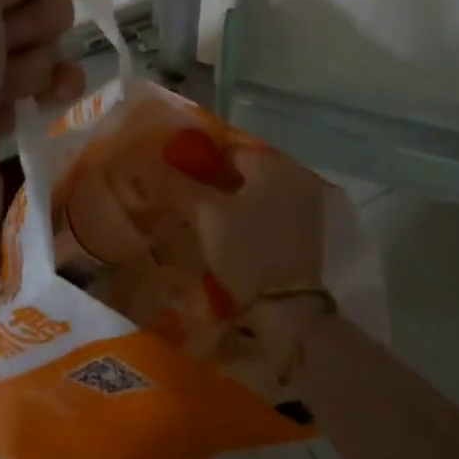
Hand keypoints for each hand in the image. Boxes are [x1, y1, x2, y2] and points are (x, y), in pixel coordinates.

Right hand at [192, 148, 331, 375]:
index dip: (198, 164)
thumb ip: (178, 186)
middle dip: (215, 184)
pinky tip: (232, 237)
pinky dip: (250, 218)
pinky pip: (270, 212)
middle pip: (243, 171)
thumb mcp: (206, 215)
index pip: (226, 151)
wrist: (288, 308)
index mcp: (270, 162)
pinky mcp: (307, 231)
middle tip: (187, 203)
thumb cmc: (246, 250)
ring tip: (204, 222)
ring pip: (256, 193)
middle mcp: (292, 174)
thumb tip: (151, 164)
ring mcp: (304, 203)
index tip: (176, 183)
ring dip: (232, 202)